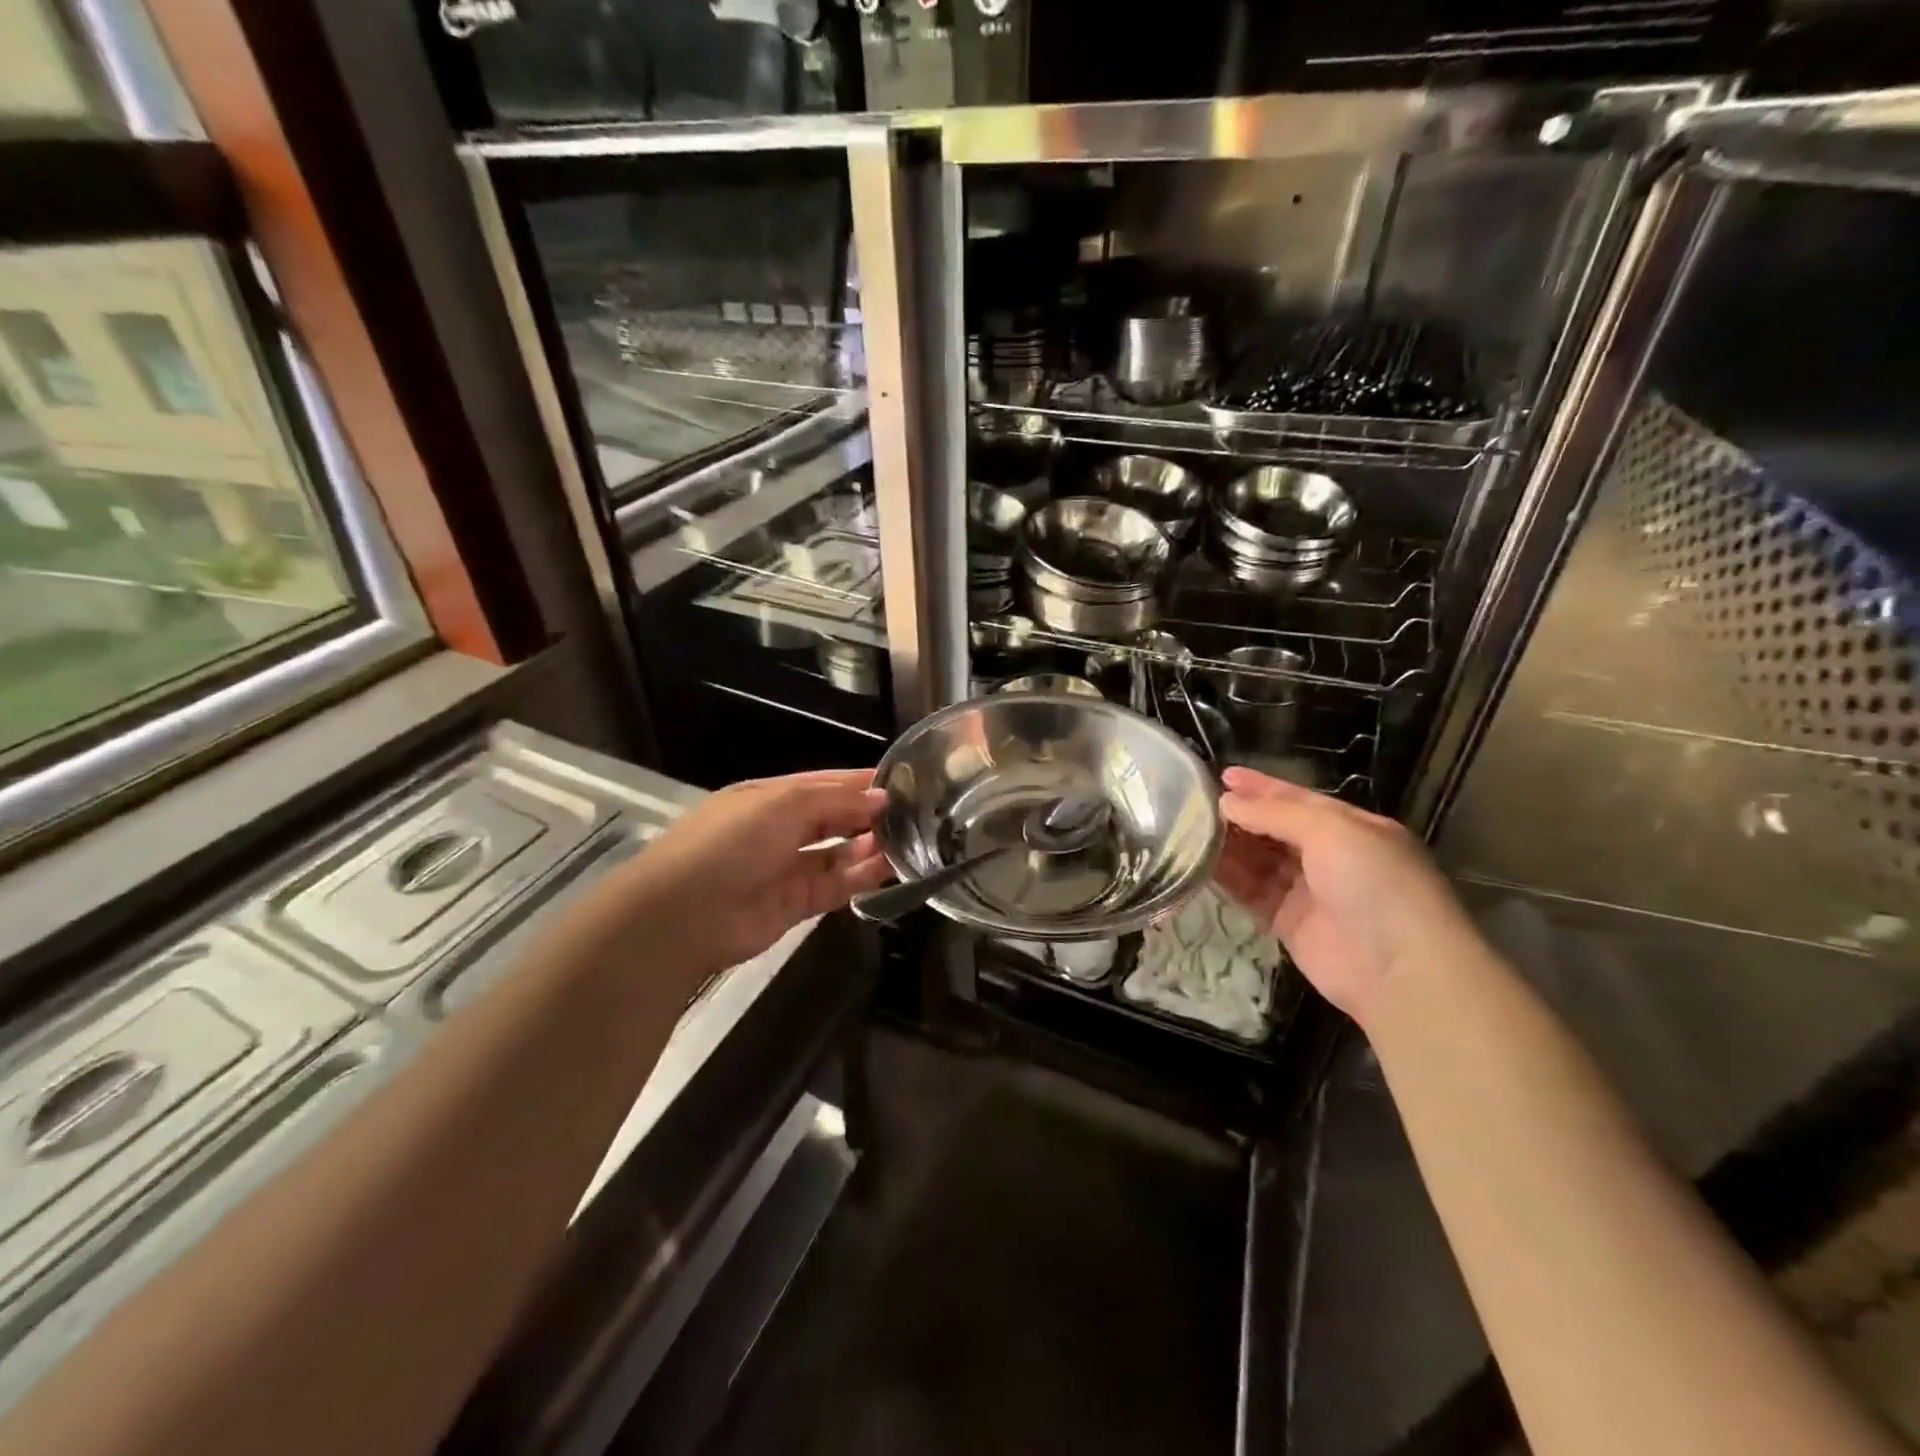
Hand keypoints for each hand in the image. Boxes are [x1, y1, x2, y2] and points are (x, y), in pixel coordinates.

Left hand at [617, 769, 889, 974]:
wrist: (683, 916)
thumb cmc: (730, 843)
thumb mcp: (782, 805)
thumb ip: (835, 801)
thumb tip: (881, 798)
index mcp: (771, 797)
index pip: (825, 783)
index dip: (861, 782)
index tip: (904, 782)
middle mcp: (781, 829)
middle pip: (834, 817)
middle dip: (869, 814)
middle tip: (915, 814)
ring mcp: (788, 867)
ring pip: (839, 852)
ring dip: (870, 846)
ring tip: (910, 840)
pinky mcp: (797, 904)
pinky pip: (837, 885)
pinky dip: (862, 877)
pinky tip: (890, 868)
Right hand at [1213, 766, 1479, 1026]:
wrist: (1399, 969)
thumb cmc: (1374, 884)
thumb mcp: (1331, 831)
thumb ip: (1275, 814)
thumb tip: (1227, 802)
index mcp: (1352, 828)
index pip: (1299, 800)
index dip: (1261, 787)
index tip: (1222, 776)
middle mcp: (1331, 856)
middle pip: (1275, 829)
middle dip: (1240, 816)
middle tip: (1195, 804)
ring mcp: (1309, 892)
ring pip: (1259, 861)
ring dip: (1229, 846)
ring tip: (1189, 830)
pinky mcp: (1289, 924)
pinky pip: (1252, 893)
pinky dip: (1228, 879)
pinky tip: (1200, 864)